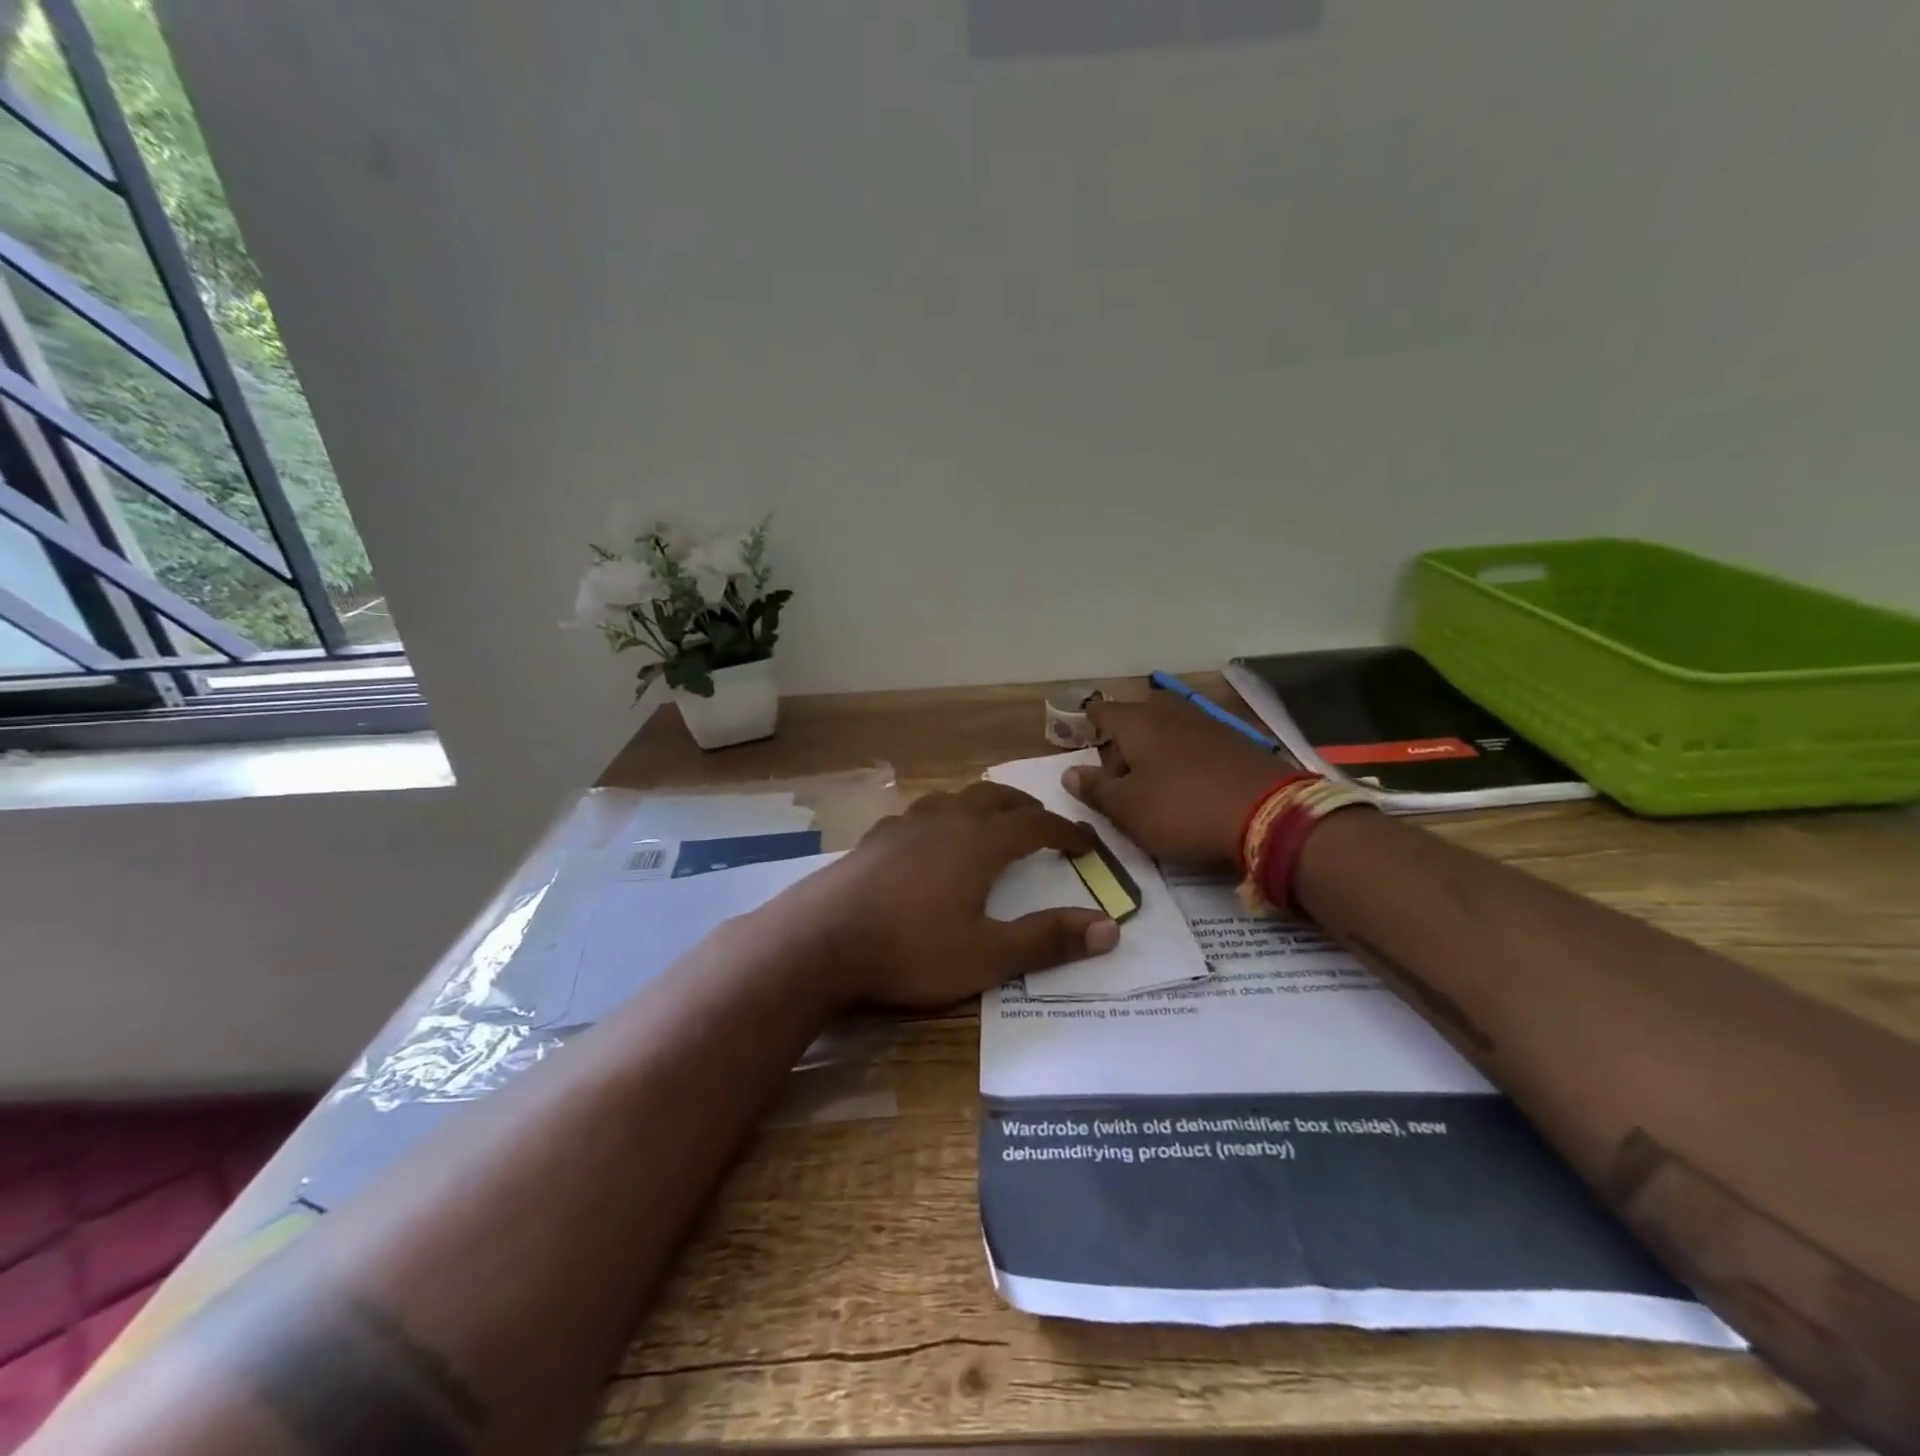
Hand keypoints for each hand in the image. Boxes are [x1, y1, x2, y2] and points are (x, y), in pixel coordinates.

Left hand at [768, 782, 1120, 1009]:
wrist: (821, 940)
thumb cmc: (911, 949)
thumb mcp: (987, 956)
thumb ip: (1048, 940)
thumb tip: (1110, 928)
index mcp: (980, 842)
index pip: (1037, 826)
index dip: (1067, 833)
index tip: (1088, 844)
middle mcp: (946, 820)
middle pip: (996, 798)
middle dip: (1026, 809)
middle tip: (1043, 825)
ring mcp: (905, 824)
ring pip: (955, 798)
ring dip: (982, 806)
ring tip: (990, 823)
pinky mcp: (874, 838)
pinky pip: (919, 814)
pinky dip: (942, 818)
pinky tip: (929, 839)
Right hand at [1064, 695, 1296, 863]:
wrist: (1268, 814)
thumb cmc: (1181, 810)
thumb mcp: (1127, 809)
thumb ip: (1095, 789)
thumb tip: (1070, 773)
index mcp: (1137, 723)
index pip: (1101, 711)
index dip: (1087, 724)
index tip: (1082, 737)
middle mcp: (1170, 713)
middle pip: (1137, 718)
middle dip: (1124, 741)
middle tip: (1120, 776)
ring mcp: (1207, 723)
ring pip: (1168, 728)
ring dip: (1155, 750)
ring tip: (1154, 783)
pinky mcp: (1236, 741)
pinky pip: (1196, 742)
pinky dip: (1184, 757)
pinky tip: (1189, 783)